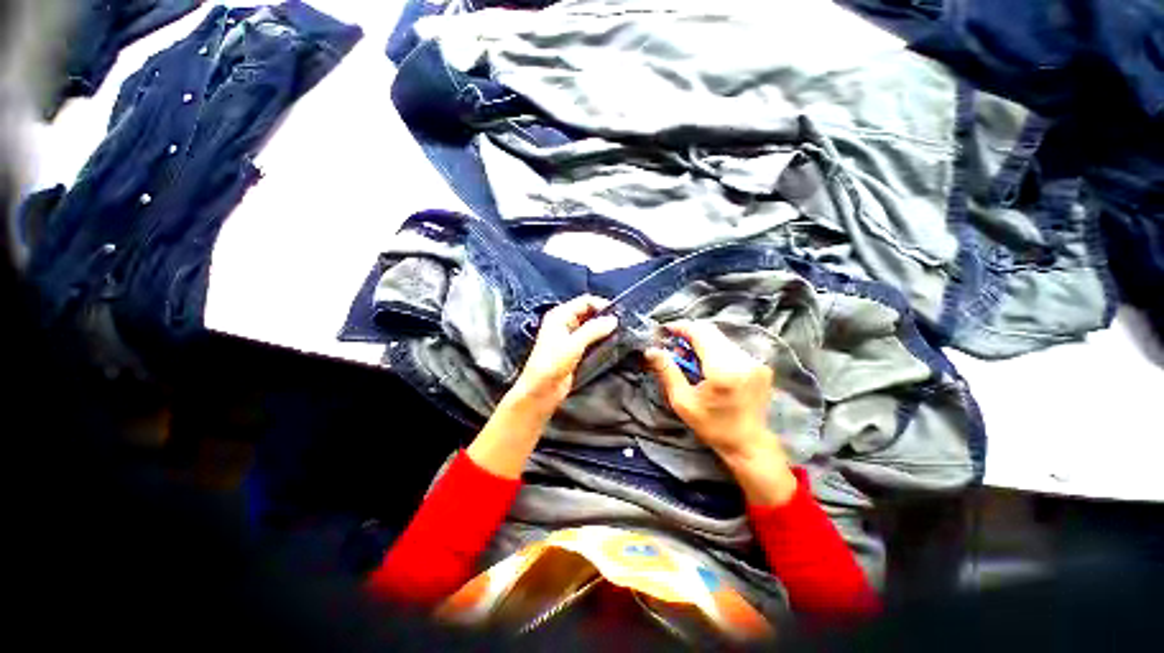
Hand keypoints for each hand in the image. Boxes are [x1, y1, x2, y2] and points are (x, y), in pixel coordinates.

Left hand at [510, 295, 618, 413]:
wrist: (540, 391)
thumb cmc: (551, 364)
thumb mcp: (574, 344)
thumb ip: (594, 330)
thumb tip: (613, 319)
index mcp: (560, 315)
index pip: (585, 301)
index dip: (602, 305)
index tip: (619, 313)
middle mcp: (564, 322)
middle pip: (589, 312)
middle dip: (604, 316)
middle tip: (622, 324)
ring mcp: (569, 337)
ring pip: (591, 326)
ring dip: (603, 329)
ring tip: (620, 333)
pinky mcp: (574, 350)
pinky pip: (590, 339)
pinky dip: (600, 339)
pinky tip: (612, 343)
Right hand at [645, 321, 796, 504]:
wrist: (749, 444)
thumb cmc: (712, 426)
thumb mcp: (682, 401)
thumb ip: (667, 371)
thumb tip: (651, 350)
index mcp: (723, 369)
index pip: (700, 332)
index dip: (681, 327)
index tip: (665, 330)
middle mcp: (743, 360)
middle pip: (711, 331)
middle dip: (689, 334)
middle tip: (674, 347)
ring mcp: (755, 361)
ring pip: (721, 338)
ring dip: (702, 342)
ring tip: (689, 359)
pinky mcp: (760, 365)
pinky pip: (731, 347)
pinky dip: (714, 350)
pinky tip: (707, 365)